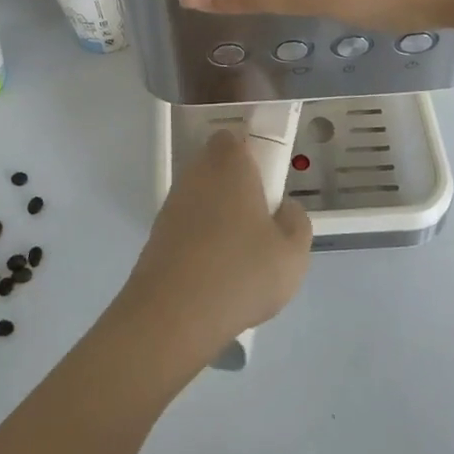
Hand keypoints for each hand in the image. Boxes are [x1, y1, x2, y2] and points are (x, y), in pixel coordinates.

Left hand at [115, 130, 311, 363]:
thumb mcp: (293, 251)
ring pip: (204, 199)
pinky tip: (218, 275)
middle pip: (219, 169)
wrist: (173, 314)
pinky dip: (203, 242)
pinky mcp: (158, 235)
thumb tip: (283, 209)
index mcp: (229, 163)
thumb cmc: (240, 271)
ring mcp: (172, 204)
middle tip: (263, 225)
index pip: (236, 139)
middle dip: (239, 189)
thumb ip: (296, 221)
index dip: (254, 157)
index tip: (271, 186)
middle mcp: (196, 174)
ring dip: (221, 217)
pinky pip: (189, 227)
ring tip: (243, 258)